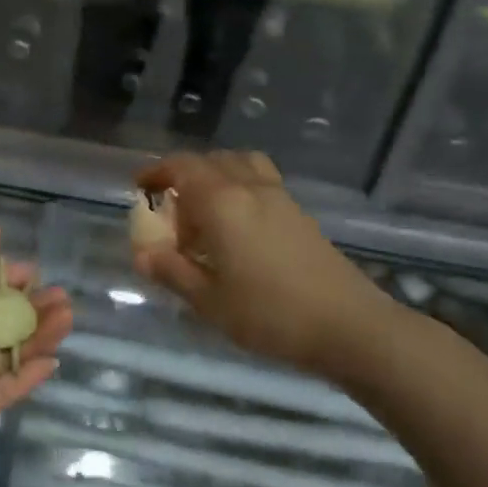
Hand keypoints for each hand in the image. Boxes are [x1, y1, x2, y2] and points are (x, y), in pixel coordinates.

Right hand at [133, 152, 395, 371]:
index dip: (156, 172)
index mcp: (221, 202)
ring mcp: (279, 196)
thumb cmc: (269, 314)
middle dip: (183, 175)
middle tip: (169, 207)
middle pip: (210, 161)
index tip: (139, 187)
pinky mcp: (298, 212)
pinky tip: (238, 224)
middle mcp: (249, 187)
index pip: (181, 168)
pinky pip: (260, 179)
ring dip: (215, 174)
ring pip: (239, 164)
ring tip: (204, 207)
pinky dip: (239, 185)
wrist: (348, 325)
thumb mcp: (208, 300)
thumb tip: (141, 254)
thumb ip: (172, 271)